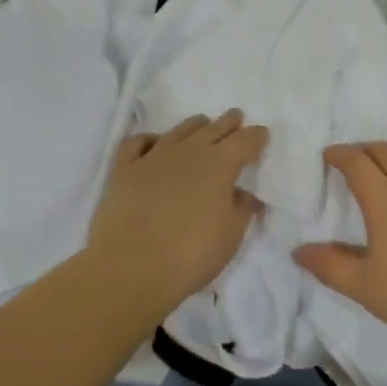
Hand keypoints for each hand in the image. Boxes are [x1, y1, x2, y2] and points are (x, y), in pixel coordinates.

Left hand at [83, 109, 268, 318]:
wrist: (131, 268)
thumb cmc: (191, 254)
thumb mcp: (231, 236)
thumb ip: (241, 209)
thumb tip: (243, 194)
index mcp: (220, 165)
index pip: (244, 141)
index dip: (256, 136)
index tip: (262, 134)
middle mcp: (188, 152)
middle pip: (213, 128)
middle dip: (228, 123)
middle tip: (235, 117)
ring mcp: (153, 157)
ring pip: (179, 130)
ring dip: (194, 125)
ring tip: (201, 124)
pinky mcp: (124, 170)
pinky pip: (136, 143)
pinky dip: (149, 139)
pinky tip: (153, 143)